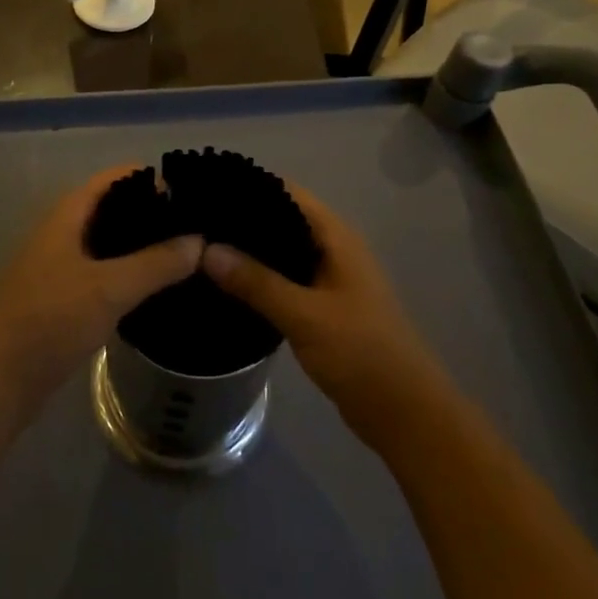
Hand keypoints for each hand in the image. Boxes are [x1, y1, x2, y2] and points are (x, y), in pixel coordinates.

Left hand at [0, 168, 203, 417]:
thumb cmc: (49, 320)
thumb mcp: (109, 288)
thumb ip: (156, 263)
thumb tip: (199, 240)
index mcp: (67, 215)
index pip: (115, 178)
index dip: (150, 178)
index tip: (190, 191)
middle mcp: (62, 233)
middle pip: (112, 209)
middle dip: (150, 214)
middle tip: (196, 227)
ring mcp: (60, 267)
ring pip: (108, 245)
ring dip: (141, 248)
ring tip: (186, 256)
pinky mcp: (62, 301)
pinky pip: (103, 275)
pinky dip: (129, 276)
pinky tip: (156, 291)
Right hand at [202, 187, 445, 442]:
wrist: (404, 413)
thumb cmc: (361, 353)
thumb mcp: (304, 315)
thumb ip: (255, 281)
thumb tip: (205, 249)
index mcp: (336, 237)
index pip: (287, 192)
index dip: (250, 185)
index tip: (207, 187)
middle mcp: (332, 249)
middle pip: (281, 218)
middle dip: (242, 218)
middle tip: (193, 221)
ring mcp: (328, 278)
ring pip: (281, 251)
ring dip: (248, 250)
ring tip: (200, 247)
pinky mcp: (321, 306)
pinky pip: (284, 279)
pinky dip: (258, 277)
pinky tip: (226, 285)